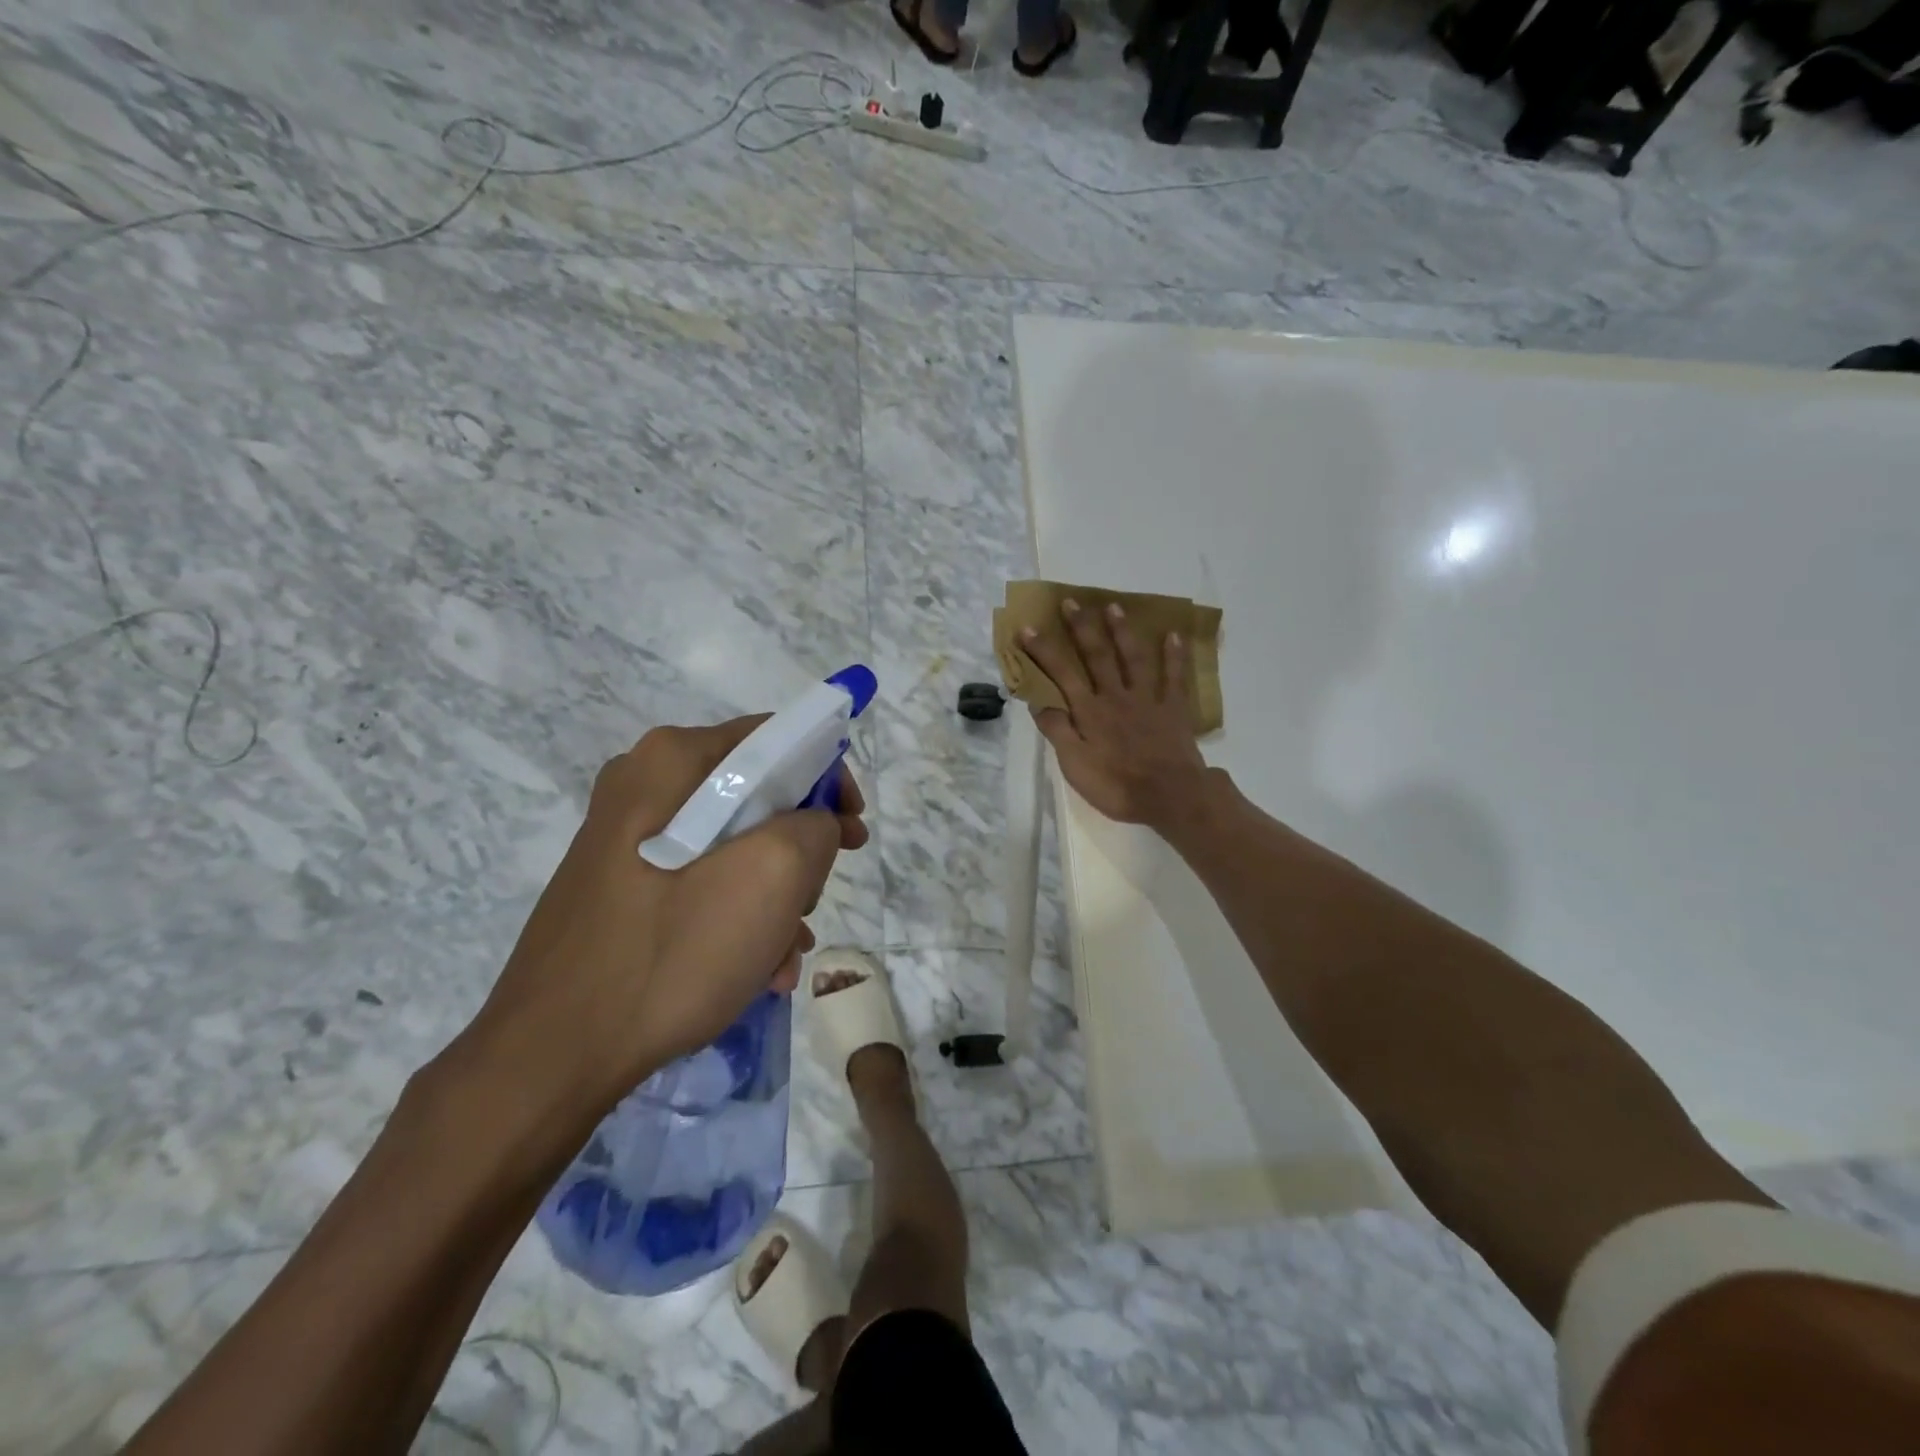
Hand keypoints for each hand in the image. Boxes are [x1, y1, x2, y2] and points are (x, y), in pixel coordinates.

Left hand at [462, 717, 866, 1123]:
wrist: (552, 1054)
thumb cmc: (671, 952)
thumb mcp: (772, 876)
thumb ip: (815, 827)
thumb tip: (813, 825)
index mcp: (672, 760)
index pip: (777, 739)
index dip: (828, 780)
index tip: (852, 833)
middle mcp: (644, 784)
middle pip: (757, 796)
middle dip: (799, 851)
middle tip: (814, 899)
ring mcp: (626, 836)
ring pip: (733, 844)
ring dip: (774, 895)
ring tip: (784, 952)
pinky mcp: (621, 883)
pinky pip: (700, 879)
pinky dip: (737, 915)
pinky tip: (755, 969)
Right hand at [1019, 599, 1211, 830]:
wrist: (1169, 796)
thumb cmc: (1116, 785)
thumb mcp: (1074, 764)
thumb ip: (1057, 731)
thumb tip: (1039, 701)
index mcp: (1089, 711)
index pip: (1061, 674)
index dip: (1043, 650)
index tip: (1027, 627)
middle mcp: (1115, 696)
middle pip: (1097, 656)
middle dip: (1081, 628)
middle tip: (1071, 602)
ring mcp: (1147, 699)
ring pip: (1133, 658)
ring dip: (1122, 632)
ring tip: (1114, 607)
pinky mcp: (1174, 709)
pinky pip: (1175, 677)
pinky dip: (1174, 655)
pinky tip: (1173, 635)